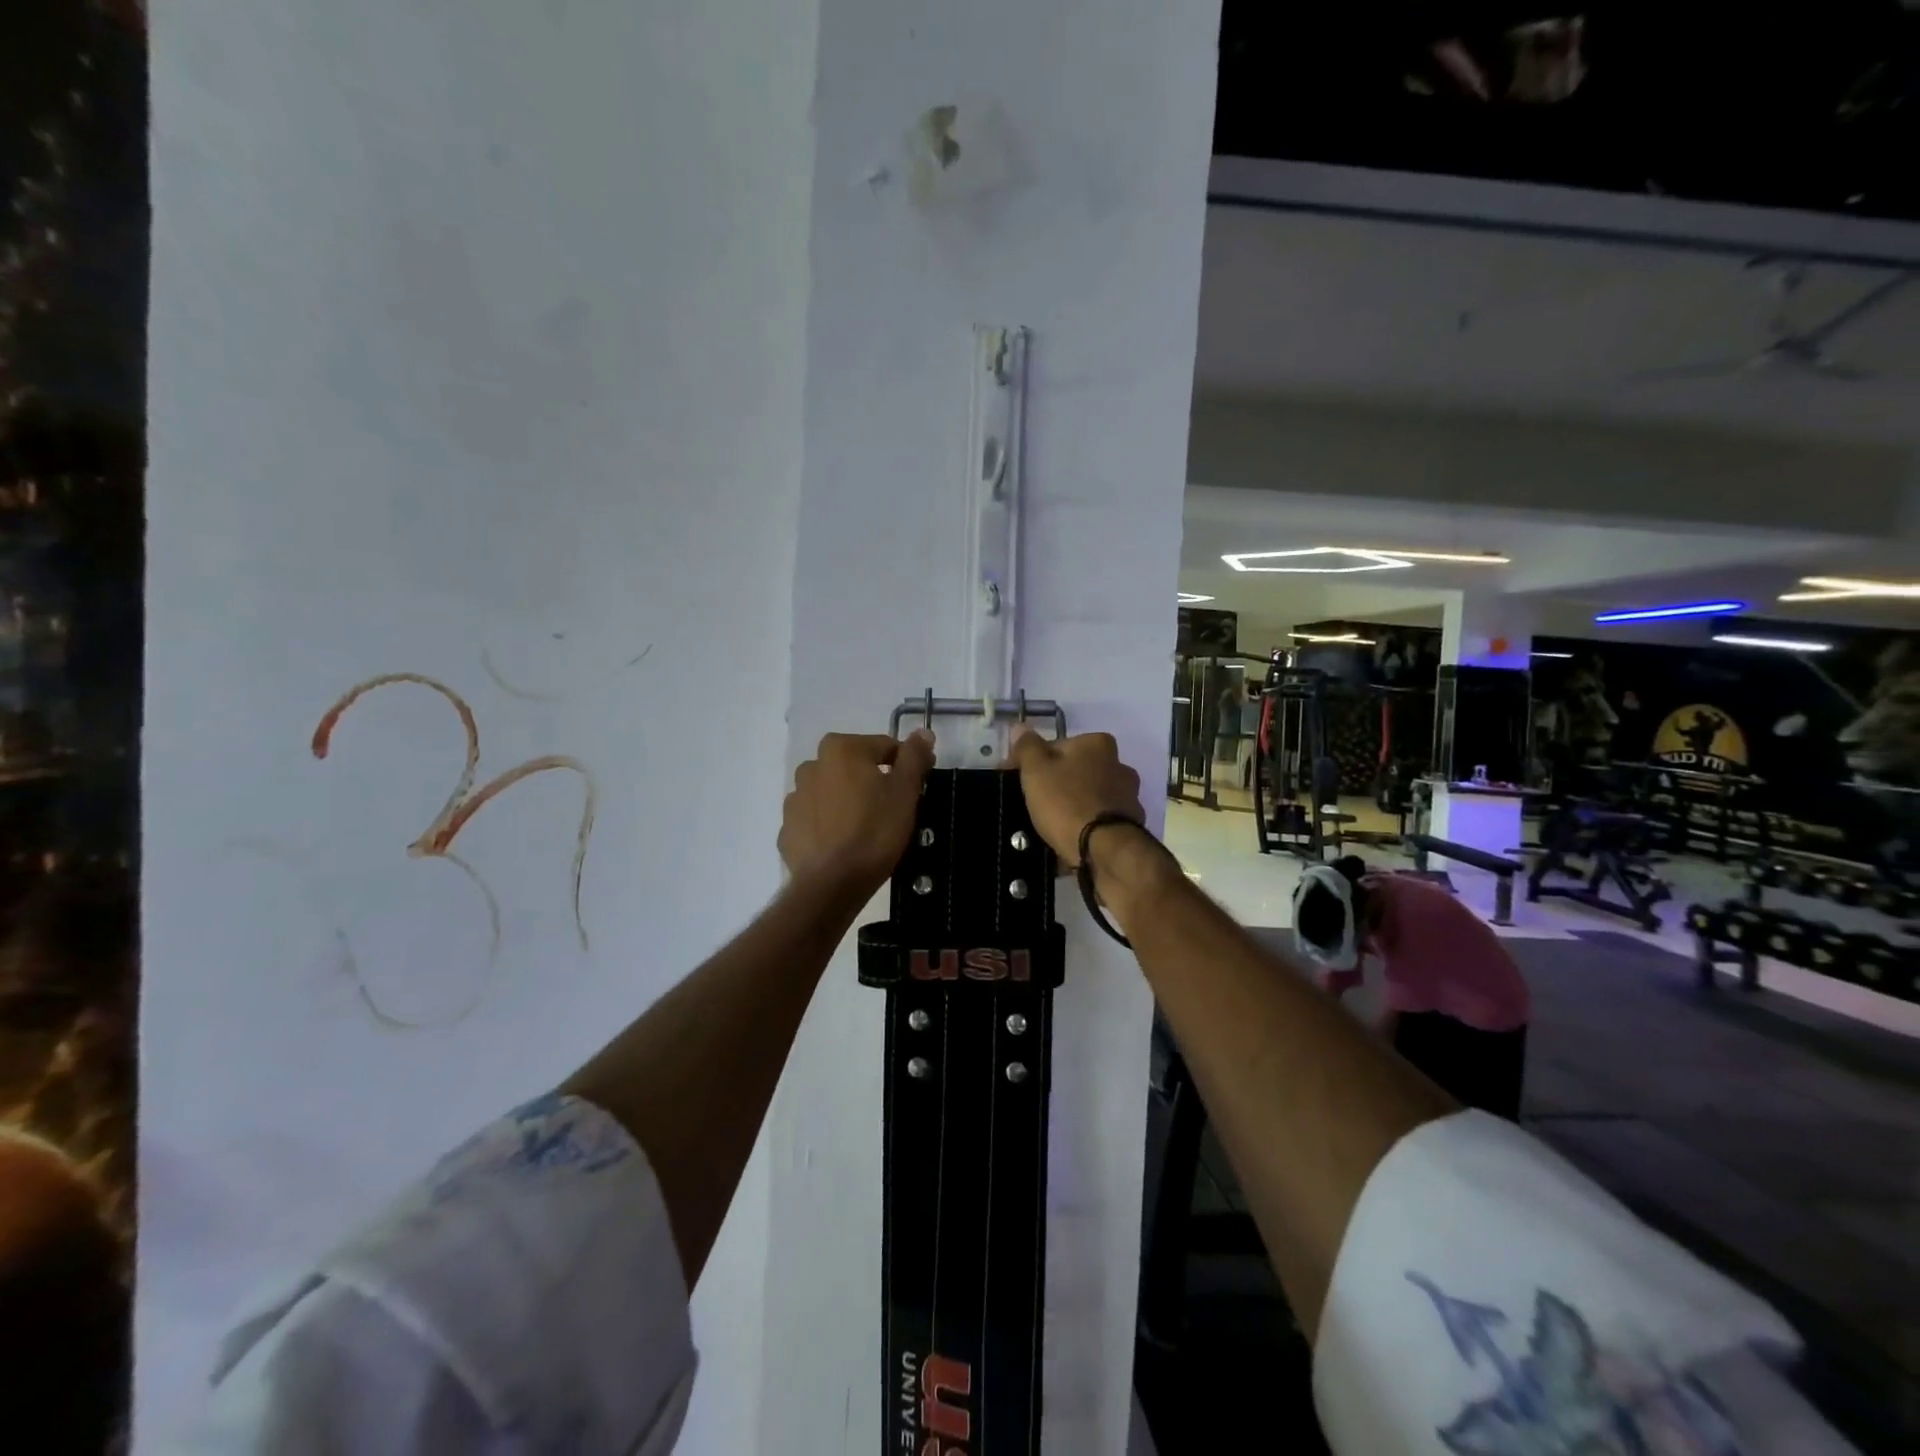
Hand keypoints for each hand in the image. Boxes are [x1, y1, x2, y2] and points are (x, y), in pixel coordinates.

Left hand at [780, 730, 934, 896]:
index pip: (884, 746)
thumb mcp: (905, 791)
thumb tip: (922, 731)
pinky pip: (815, 818)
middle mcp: (812, 765)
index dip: (905, 764)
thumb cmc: (875, 830)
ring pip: (832, 791)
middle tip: (893, 808)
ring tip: (866, 827)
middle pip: (854, 766)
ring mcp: (795, 798)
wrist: (832, 883)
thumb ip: (913, 757)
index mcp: (841, 749)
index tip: (918, 786)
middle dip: (873, 780)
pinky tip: (843, 843)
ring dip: (848, 800)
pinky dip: (829, 824)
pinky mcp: (788, 828)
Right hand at [1004, 726, 1143, 867]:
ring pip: (1091, 795)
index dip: (1035, 761)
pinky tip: (1072, 837)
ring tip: (1052, 824)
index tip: (1019, 778)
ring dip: (1075, 804)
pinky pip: (1100, 820)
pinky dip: (1088, 825)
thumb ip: (1027, 747)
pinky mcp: (1131, 825)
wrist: (1103, 850)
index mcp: (1098, 744)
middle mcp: (1120, 765)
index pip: (1058, 746)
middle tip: (1036, 802)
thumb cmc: (1066, 803)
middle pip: (1078, 770)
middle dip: (1059, 782)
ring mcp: (1129, 796)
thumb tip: (1020, 726)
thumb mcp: (1036, 771)